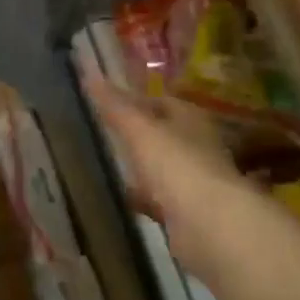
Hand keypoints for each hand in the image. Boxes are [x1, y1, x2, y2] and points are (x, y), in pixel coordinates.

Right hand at [82, 75, 253, 277]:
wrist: (210, 226)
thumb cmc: (176, 166)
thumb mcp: (139, 130)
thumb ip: (115, 105)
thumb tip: (89, 73)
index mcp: (191, 119)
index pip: (163, 102)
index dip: (137, 100)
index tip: (109, 104)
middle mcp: (198, 146)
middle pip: (165, 135)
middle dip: (141, 135)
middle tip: (107, 134)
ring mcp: (196, 181)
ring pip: (164, 168)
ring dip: (144, 167)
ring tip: (112, 165)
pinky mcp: (190, 214)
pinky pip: (162, 199)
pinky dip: (146, 198)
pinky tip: (127, 200)